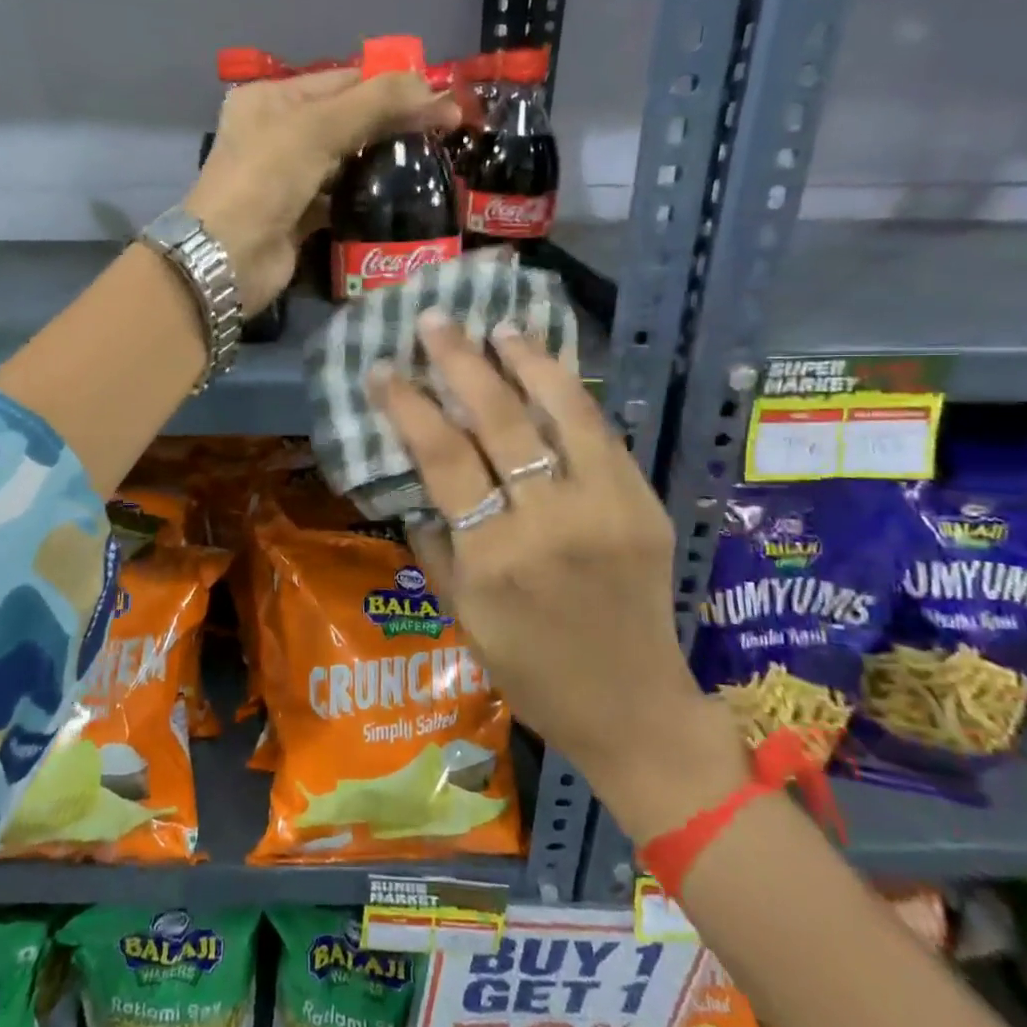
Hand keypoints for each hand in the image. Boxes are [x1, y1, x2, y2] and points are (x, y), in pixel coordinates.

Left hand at [185, 69, 458, 314]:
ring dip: (384, 162)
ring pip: (347, 161)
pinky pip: (341, 198)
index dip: (393, 86)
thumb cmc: (265, 180)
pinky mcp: (300, 217)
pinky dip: (367, 197)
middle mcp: (278, 133)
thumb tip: (433, 88)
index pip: (344, 81)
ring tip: (433, 162)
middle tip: (448, 131)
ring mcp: (288, 178)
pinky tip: (403, 196)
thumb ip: (375, 104)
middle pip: (348, 120)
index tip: (442, 97)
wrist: (229, 259)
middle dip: (394, 123)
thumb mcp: (317, 129)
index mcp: (273, 99)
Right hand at [371, 311, 748, 840]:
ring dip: (526, 361)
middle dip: (460, 362)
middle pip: (498, 421)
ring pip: (561, 413)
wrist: (632, 707)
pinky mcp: (642, 504)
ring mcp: (605, 508)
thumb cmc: (530, 670)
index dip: (408, 406)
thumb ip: (432, 542)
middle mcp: (549, 523)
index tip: (383, 368)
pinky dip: (570, 394)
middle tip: (435, 320)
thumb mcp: (461, 615)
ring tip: (498, 326)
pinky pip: (600, 435)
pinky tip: (547, 367)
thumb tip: (412, 478)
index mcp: (494, 558)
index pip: (442, 460)